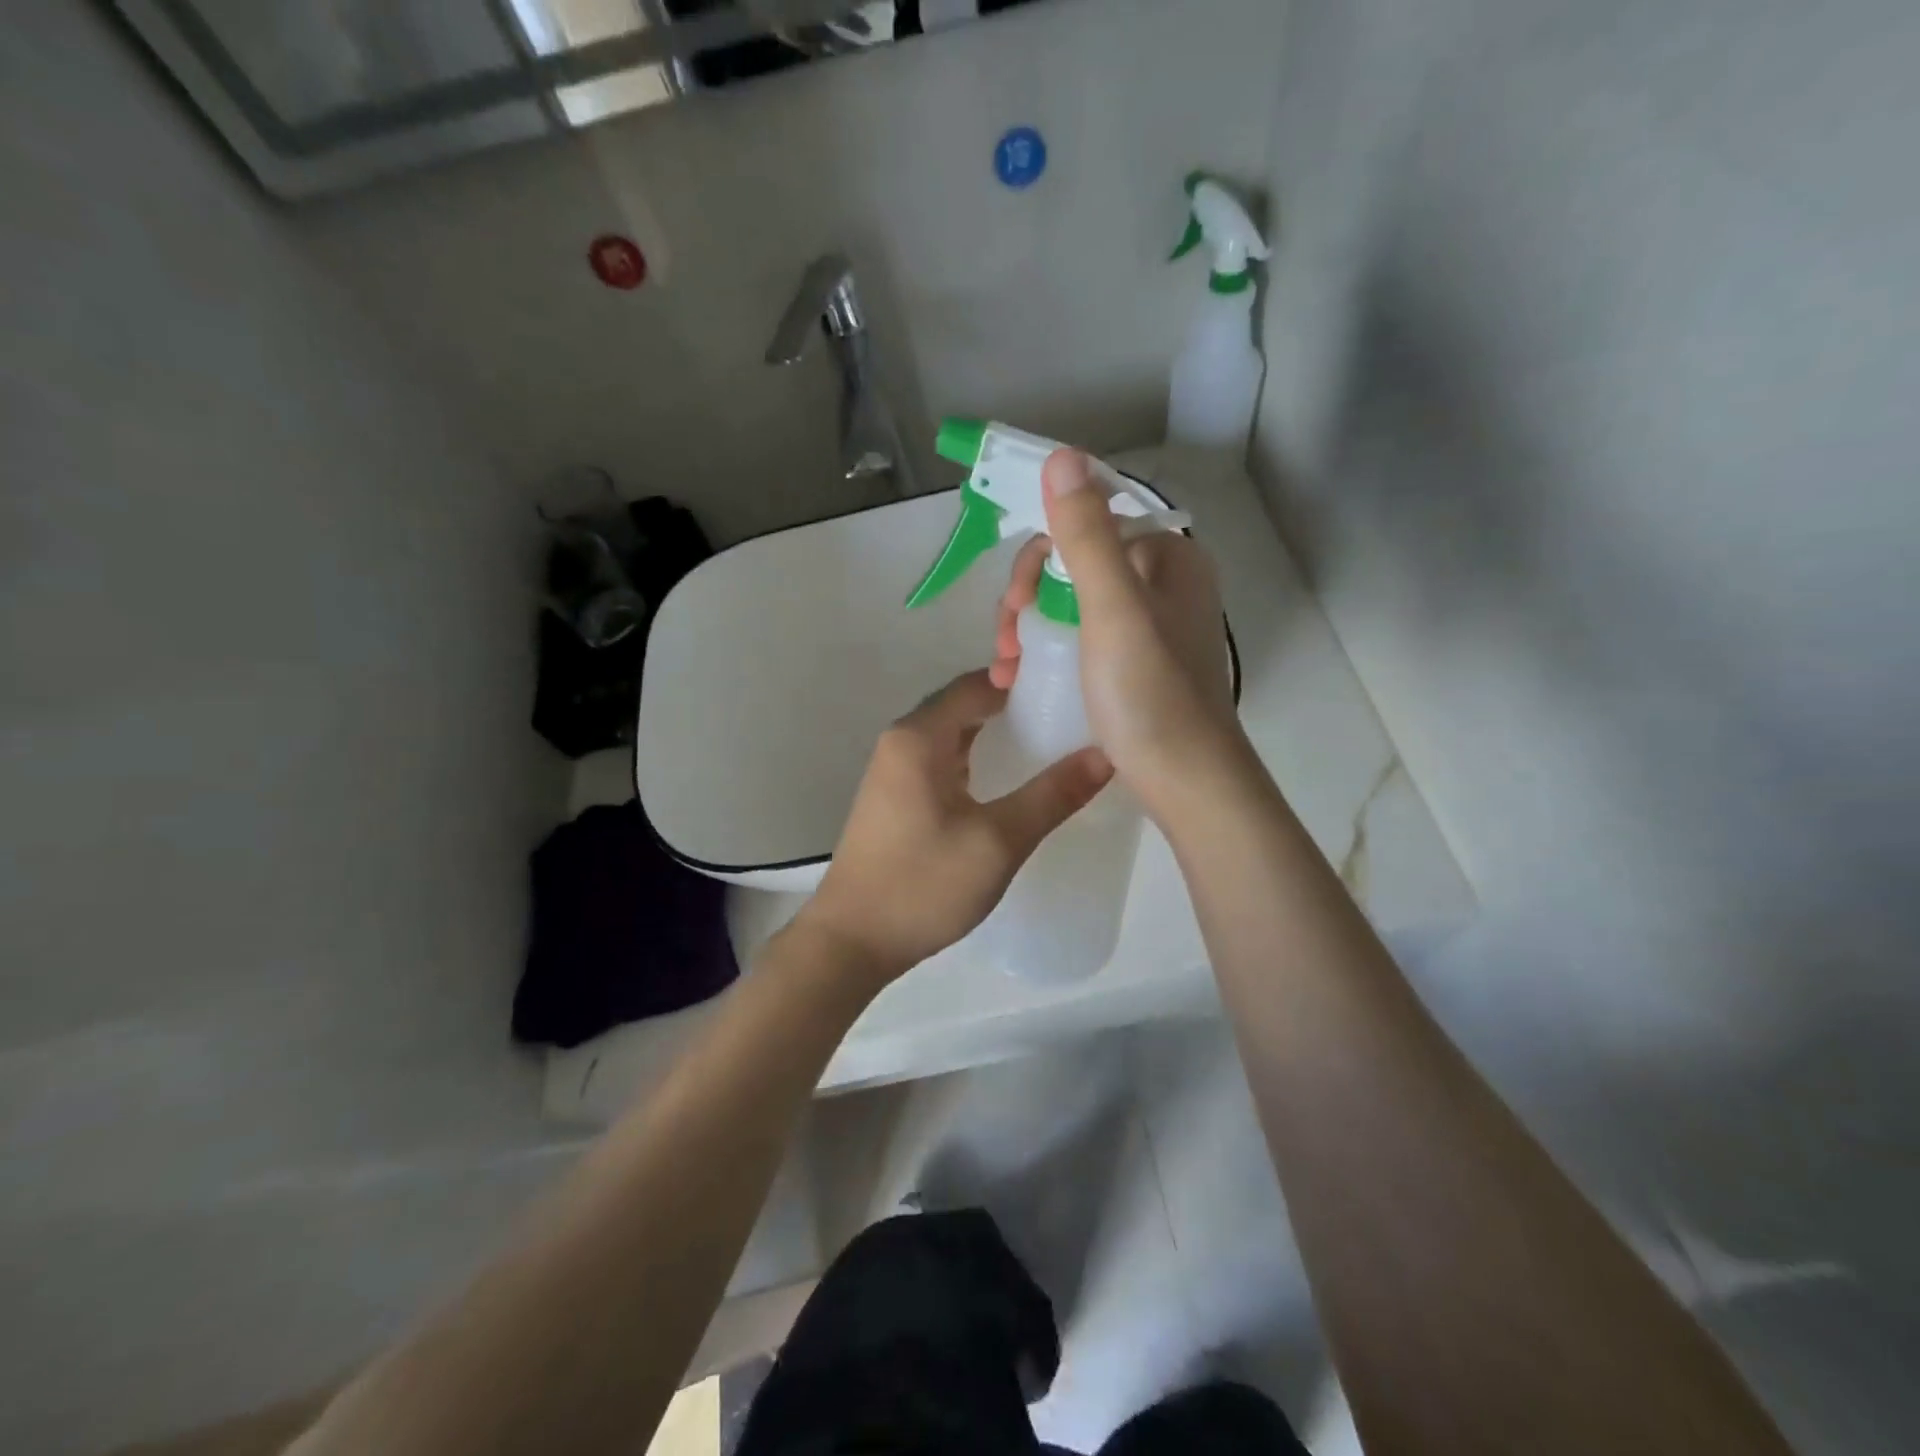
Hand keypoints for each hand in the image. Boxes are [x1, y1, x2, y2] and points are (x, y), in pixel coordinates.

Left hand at [794, 670, 1112, 983]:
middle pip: (963, 705)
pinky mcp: (896, 800)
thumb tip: (1105, 755)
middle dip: (1013, 705)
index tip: (1071, 688)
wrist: (852, 941)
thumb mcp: (998, 841)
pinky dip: (976, 760)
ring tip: (1049, 743)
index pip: (976, 684)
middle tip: (1069, 716)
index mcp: (918, 737)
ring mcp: (894, 772)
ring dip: (994, 734)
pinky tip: (1007, 781)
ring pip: (952, 735)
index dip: (1022, 680)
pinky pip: (942, 762)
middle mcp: (901, 742)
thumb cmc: (923, 884)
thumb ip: (1052, 796)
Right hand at [990, 450, 1243, 820]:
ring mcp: (1154, 625)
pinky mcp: (1141, 663)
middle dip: (1030, 594)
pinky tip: (1025, 675)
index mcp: (1168, 557)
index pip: (1090, 522)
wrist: (1188, 782)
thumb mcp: (1113, 610)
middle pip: (1078, 562)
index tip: (1014, 601)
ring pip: (1076, 600)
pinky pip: (1086, 634)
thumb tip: (1063, 457)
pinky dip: (1052, 647)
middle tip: (1005, 641)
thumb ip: (1087, 535)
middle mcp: (1165, 582)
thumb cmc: (1150, 694)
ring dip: (1032, 623)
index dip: (1040, 552)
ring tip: (1006, 666)